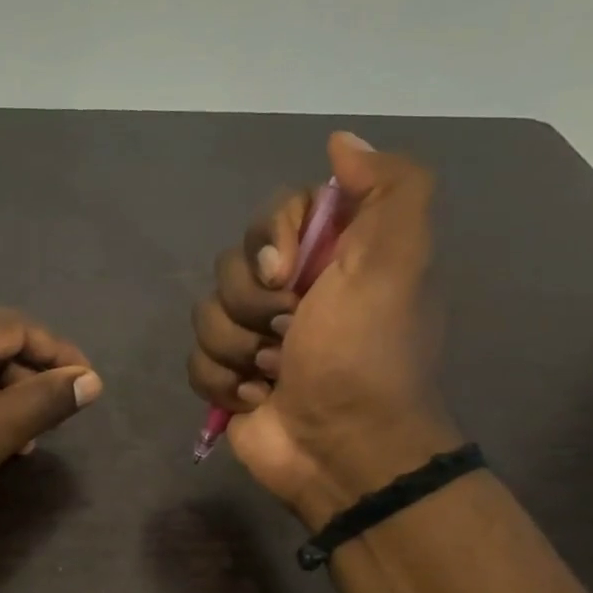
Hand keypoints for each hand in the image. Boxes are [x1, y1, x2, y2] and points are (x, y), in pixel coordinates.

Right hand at [188, 132, 458, 526]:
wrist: (343, 450)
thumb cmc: (366, 357)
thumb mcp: (397, 264)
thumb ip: (390, 190)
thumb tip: (341, 142)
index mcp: (331, 258)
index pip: (273, 215)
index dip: (269, 242)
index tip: (289, 275)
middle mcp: (292, 291)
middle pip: (231, 265)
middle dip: (252, 306)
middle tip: (289, 335)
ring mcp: (255, 337)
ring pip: (206, 314)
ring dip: (238, 350)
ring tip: (274, 377)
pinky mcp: (229, 378)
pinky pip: (195, 360)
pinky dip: (223, 383)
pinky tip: (256, 400)